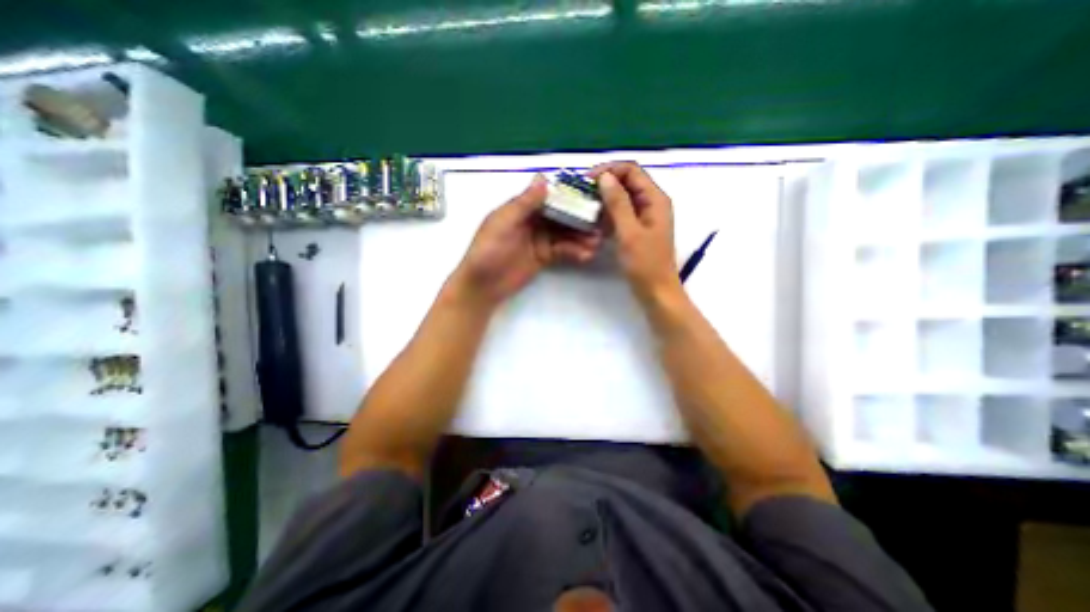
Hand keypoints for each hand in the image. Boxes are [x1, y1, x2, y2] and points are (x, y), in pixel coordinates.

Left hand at [453, 175, 603, 309]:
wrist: (483, 286)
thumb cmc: (488, 251)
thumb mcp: (504, 224)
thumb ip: (524, 203)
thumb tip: (543, 178)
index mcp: (520, 208)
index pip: (548, 197)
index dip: (567, 195)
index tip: (589, 195)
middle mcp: (532, 221)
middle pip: (560, 214)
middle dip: (579, 218)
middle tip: (598, 221)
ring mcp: (539, 239)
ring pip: (564, 233)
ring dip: (580, 236)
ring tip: (596, 241)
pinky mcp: (544, 256)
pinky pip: (562, 250)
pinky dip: (574, 251)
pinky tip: (585, 254)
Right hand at [593, 160, 677, 301]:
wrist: (656, 291)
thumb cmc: (645, 264)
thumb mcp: (629, 232)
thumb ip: (618, 203)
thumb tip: (605, 177)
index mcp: (655, 199)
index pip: (631, 170)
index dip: (609, 170)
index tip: (586, 180)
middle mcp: (651, 203)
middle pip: (627, 181)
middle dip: (604, 184)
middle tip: (582, 194)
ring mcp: (645, 216)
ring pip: (622, 198)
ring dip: (604, 199)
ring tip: (584, 207)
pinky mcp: (637, 229)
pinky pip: (621, 213)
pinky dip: (608, 214)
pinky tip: (594, 222)